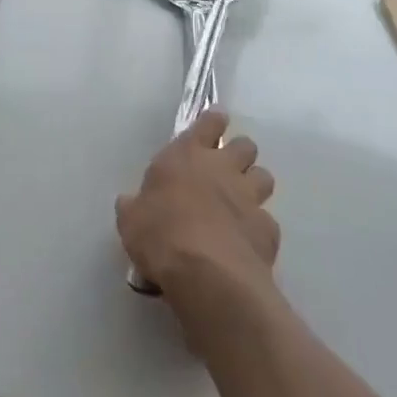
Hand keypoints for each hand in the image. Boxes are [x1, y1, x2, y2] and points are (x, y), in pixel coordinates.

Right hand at [116, 110, 278, 304]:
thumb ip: (133, 206)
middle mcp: (223, 167)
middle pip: (245, 145)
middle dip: (240, 155)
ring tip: (242, 204)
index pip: (210, 122)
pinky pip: (268, 221)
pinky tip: (247, 243)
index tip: (215, 125)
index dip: (214, 122)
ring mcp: (249, 197)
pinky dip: (259, 229)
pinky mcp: (268, 228)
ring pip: (264, 177)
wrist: (207, 274)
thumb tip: (128, 202)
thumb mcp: (131, 220)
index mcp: (188, 154)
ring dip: (255, 186)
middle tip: (228, 171)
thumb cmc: (161, 236)